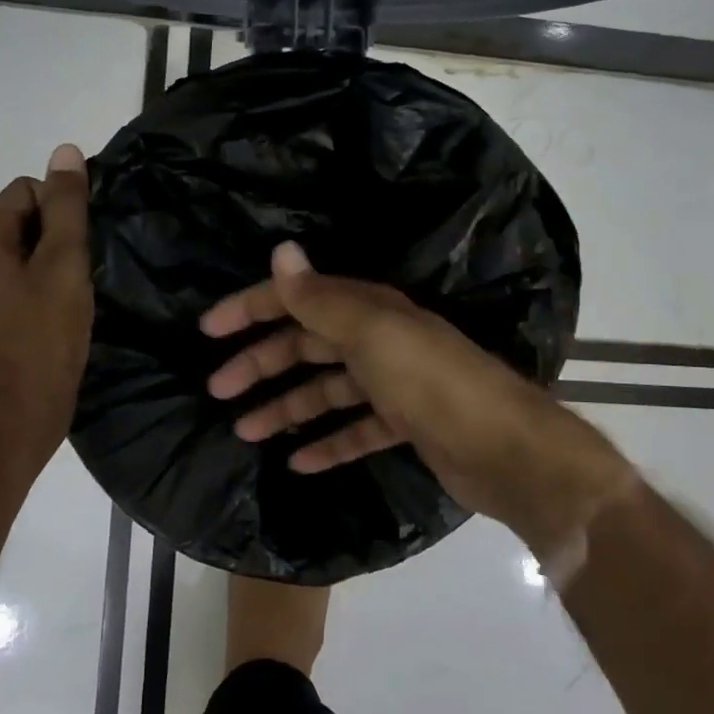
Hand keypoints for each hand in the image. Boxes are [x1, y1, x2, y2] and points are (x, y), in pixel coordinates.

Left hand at [0, 144, 93, 466]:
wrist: (21, 408)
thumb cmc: (44, 331)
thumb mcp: (63, 261)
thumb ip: (67, 206)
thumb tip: (66, 150)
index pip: (29, 189)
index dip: (63, 206)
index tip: (87, 239)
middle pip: (28, 219)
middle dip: (62, 234)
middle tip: (88, 266)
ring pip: (30, 252)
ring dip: (59, 261)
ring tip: (84, 287)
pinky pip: (27, 280)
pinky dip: (50, 285)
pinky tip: (70, 308)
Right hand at [201, 242, 632, 551]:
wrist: (505, 449)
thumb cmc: (431, 382)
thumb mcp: (371, 335)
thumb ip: (321, 299)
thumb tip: (281, 250)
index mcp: (368, 311)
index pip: (297, 299)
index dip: (251, 308)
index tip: (208, 329)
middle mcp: (379, 340)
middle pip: (306, 346)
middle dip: (261, 365)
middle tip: (218, 391)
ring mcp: (394, 385)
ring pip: (326, 392)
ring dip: (286, 408)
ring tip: (245, 431)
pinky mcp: (406, 425)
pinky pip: (355, 430)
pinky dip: (327, 443)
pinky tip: (298, 462)